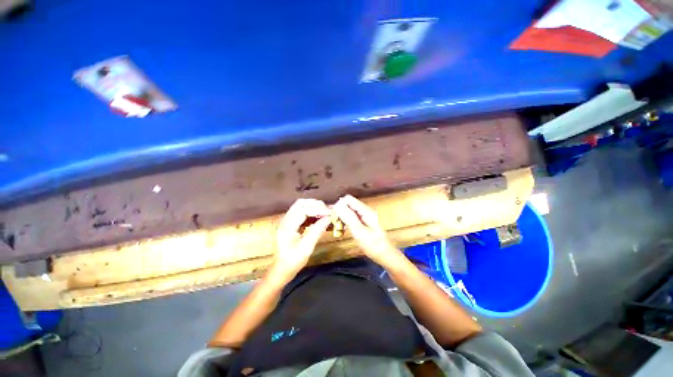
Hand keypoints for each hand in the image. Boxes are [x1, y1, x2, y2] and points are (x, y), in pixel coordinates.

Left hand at [275, 199, 331, 275]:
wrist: (281, 270)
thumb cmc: (293, 261)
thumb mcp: (306, 248)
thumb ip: (317, 231)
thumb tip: (328, 219)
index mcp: (287, 226)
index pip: (303, 210)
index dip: (318, 210)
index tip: (330, 213)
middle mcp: (285, 220)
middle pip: (300, 204)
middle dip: (315, 205)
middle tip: (327, 211)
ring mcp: (286, 221)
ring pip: (300, 206)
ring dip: (312, 206)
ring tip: (324, 212)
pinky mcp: (290, 223)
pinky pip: (300, 212)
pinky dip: (310, 211)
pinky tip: (318, 217)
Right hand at [333, 195, 400, 265]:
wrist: (385, 256)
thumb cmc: (373, 245)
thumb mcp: (359, 232)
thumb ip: (349, 217)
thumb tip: (337, 205)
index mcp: (365, 211)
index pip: (348, 199)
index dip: (339, 205)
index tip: (333, 216)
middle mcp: (365, 211)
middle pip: (348, 204)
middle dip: (339, 211)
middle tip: (332, 223)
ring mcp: (364, 217)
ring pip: (349, 211)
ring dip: (341, 217)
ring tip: (335, 227)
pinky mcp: (363, 222)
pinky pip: (351, 218)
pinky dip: (345, 222)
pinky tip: (341, 229)